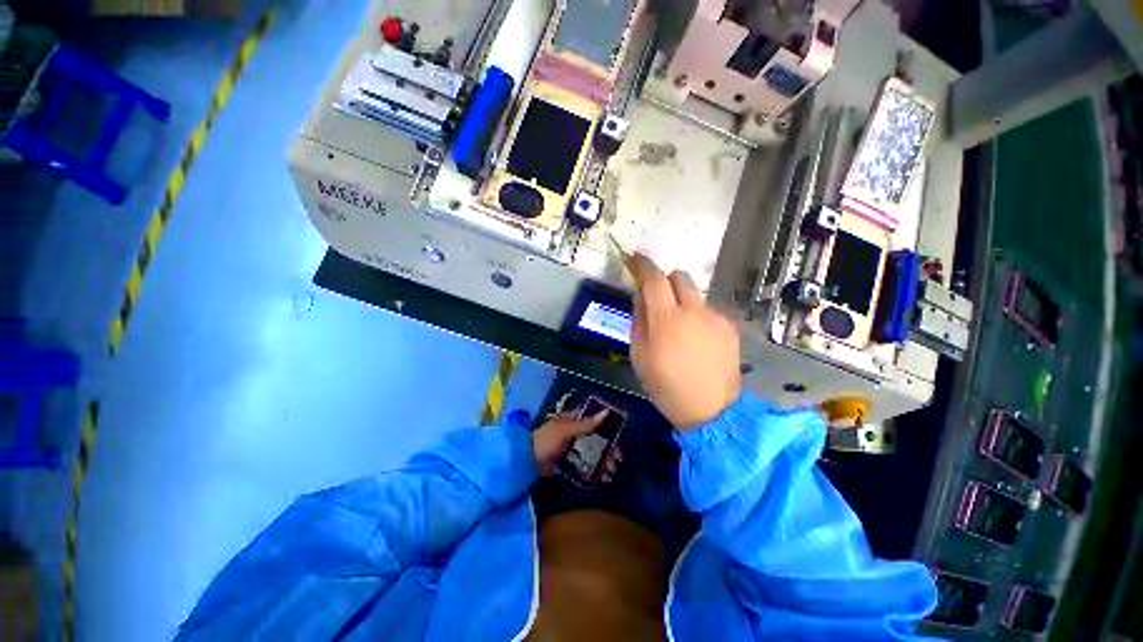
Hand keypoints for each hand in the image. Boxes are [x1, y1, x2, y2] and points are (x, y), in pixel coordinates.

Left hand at [533, 410, 622, 479]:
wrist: (527, 462)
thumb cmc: (546, 441)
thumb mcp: (566, 430)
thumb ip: (586, 424)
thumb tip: (607, 412)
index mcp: (573, 421)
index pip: (594, 420)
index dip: (607, 427)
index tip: (619, 436)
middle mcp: (574, 433)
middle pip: (596, 439)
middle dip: (608, 448)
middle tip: (618, 459)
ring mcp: (572, 449)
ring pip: (593, 453)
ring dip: (604, 461)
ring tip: (612, 471)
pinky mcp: (569, 463)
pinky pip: (586, 466)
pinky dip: (595, 471)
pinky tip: (604, 478)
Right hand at [629, 254, 741, 430]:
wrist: (710, 411)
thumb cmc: (665, 386)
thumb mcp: (639, 355)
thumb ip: (639, 319)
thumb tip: (640, 295)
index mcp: (667, 320)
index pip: (654, 279)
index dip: (643, 265)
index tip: (635, 259)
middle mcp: (694, 311)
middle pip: (680, 276)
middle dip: (666, 281)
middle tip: (658, 300)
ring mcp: (716, 318)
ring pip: (695, 295)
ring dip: (682, 301)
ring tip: (680, 330)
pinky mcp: (729, 327)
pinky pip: (708, 311)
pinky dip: (697, 317)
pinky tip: (697, 341)